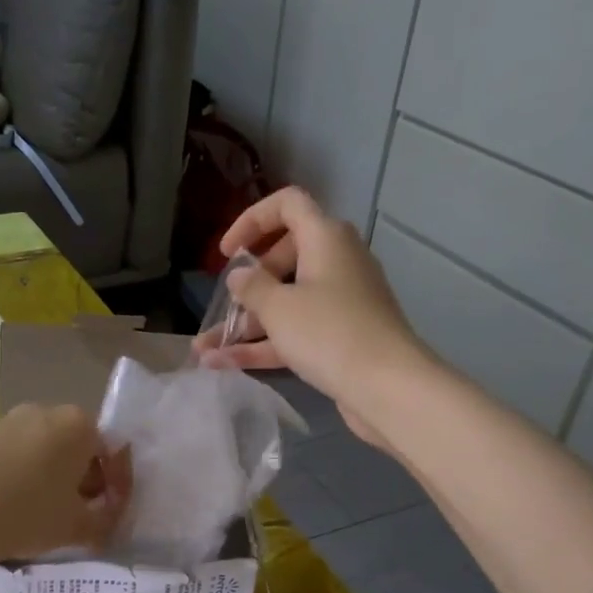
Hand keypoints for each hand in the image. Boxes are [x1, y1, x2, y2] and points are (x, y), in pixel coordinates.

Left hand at [0, 404, 131, 564]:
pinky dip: (17, 476)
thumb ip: (103, 523)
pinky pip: (10, 456)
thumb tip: (107, 523)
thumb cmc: (27, 513)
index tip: (111, 513)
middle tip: (78, 514)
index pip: (110, 452)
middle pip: (74, 446)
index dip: (116, 486)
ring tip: (40, 514)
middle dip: (82, 479)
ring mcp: (6, 420)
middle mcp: (44, 411)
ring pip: (41, 450)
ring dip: (48, 477)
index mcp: (78, 424)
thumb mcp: (76, 527)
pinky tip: (7, 507)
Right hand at [199, 187, 431, 445]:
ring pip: (287, 301)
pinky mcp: (341, 336)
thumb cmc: (329, 332)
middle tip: (227, 305)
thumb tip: (241, 274)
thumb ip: (251, 286)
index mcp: (325, 238)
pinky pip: (296, 331)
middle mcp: (336, 262)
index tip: (227, 252)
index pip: (288, 205)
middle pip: (284, 258)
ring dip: (246, 323)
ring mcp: (341, 302)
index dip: (252, 220)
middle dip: (248, 283)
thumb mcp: (278, 307)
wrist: (388, 387)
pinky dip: (264, 344)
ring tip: (205, 348)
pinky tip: (223, 364)